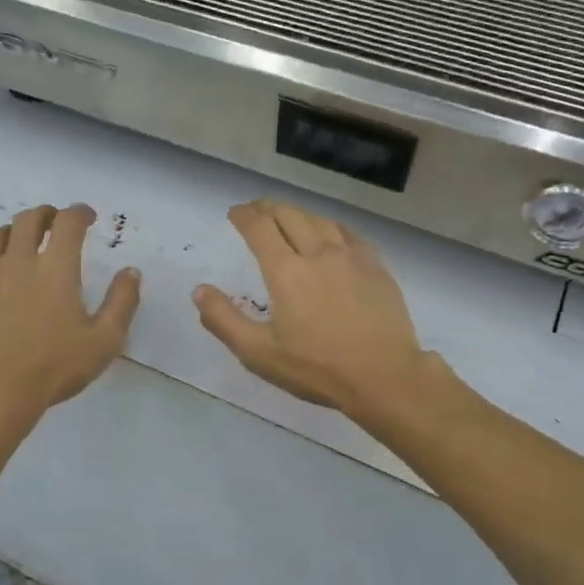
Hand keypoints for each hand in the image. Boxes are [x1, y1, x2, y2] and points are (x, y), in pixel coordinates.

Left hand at [0, 204, 140, 420]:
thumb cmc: (55, 366)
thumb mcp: (105, 340)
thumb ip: (122, 302)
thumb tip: (131, 271)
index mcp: (56, 268)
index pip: (68, 222)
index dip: (80, 212)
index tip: (88, 217)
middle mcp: (18, 262)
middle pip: (27, 220)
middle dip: (45, 214)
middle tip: (54, 223)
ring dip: (9, 232)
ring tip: (18, 241)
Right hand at [193, 199, 431, 416]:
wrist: (384, 376)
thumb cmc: (316, 368)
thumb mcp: (258, 353)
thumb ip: (223, 320)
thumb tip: (199, 291)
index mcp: (285, 272)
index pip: (260, 228)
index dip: (244, 216)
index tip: (235, 213)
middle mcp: (317, 253)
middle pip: (290, 216)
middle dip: (268, 208)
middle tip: (257, 210)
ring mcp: (351, 258)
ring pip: (320, 221)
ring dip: (299, 214)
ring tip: (289, 218)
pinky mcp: (376, 267)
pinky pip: (349, 234)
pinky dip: (331, 227)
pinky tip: (331, 234)